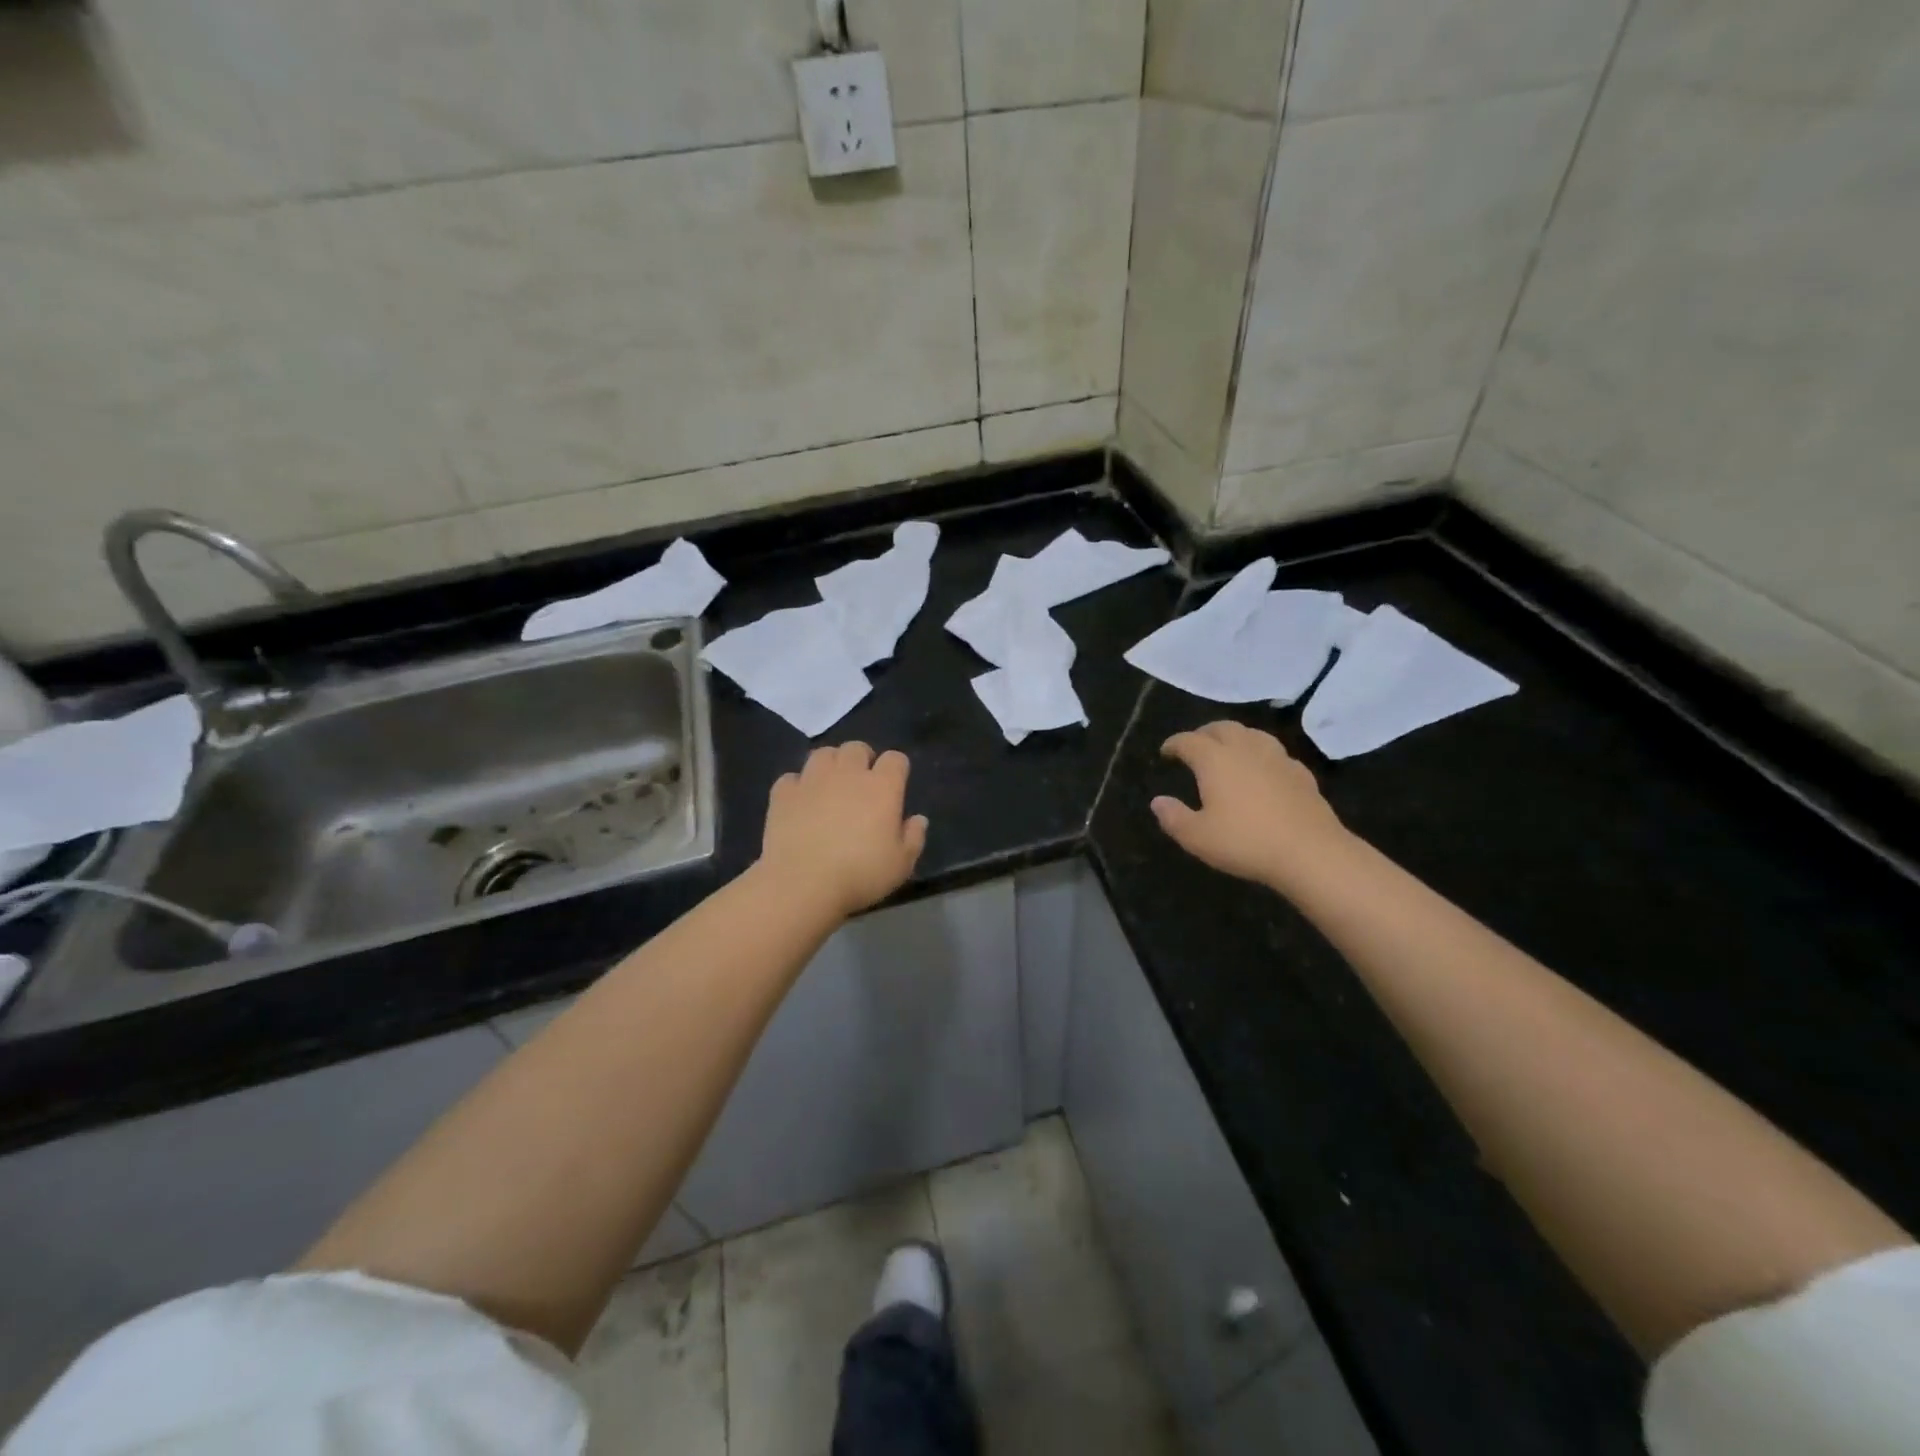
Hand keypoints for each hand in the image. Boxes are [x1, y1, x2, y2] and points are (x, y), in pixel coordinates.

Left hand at [760, 742, 928, 918]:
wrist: (803, 883)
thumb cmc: (860, 874)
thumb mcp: (901, 864)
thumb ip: (914, 837)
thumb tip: (918, 819)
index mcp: (882, 787)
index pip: (895, 759)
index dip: (897, 768)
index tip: (895, 785)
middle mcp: (847, 774)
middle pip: (857, 748)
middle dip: (862, 759)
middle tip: (862, 783)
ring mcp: (812, 780)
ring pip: (823, 754)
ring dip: (830, 764)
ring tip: (831, 785)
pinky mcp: (783, 793)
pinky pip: (792, 777)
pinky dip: (798, 786)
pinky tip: (800, 802)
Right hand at [1152, 722, 1350, 889]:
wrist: (1310, 852)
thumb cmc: (1246, 842)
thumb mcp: (1197, 837)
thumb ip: (1173, 817)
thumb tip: (1158, 801)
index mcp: (1215, 760)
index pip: (1188, 741)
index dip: (1174, 744)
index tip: (1165, 752)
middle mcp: (1245, 749)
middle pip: (1222, 728)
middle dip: (1204, 733)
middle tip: (1194, 746)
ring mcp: (1277, 758)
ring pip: (1252, 734)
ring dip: (1235, 737)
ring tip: (1228, 751)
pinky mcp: (1301, 773)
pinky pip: (1275, 753)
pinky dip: (1261, 755)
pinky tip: (1263, 770)